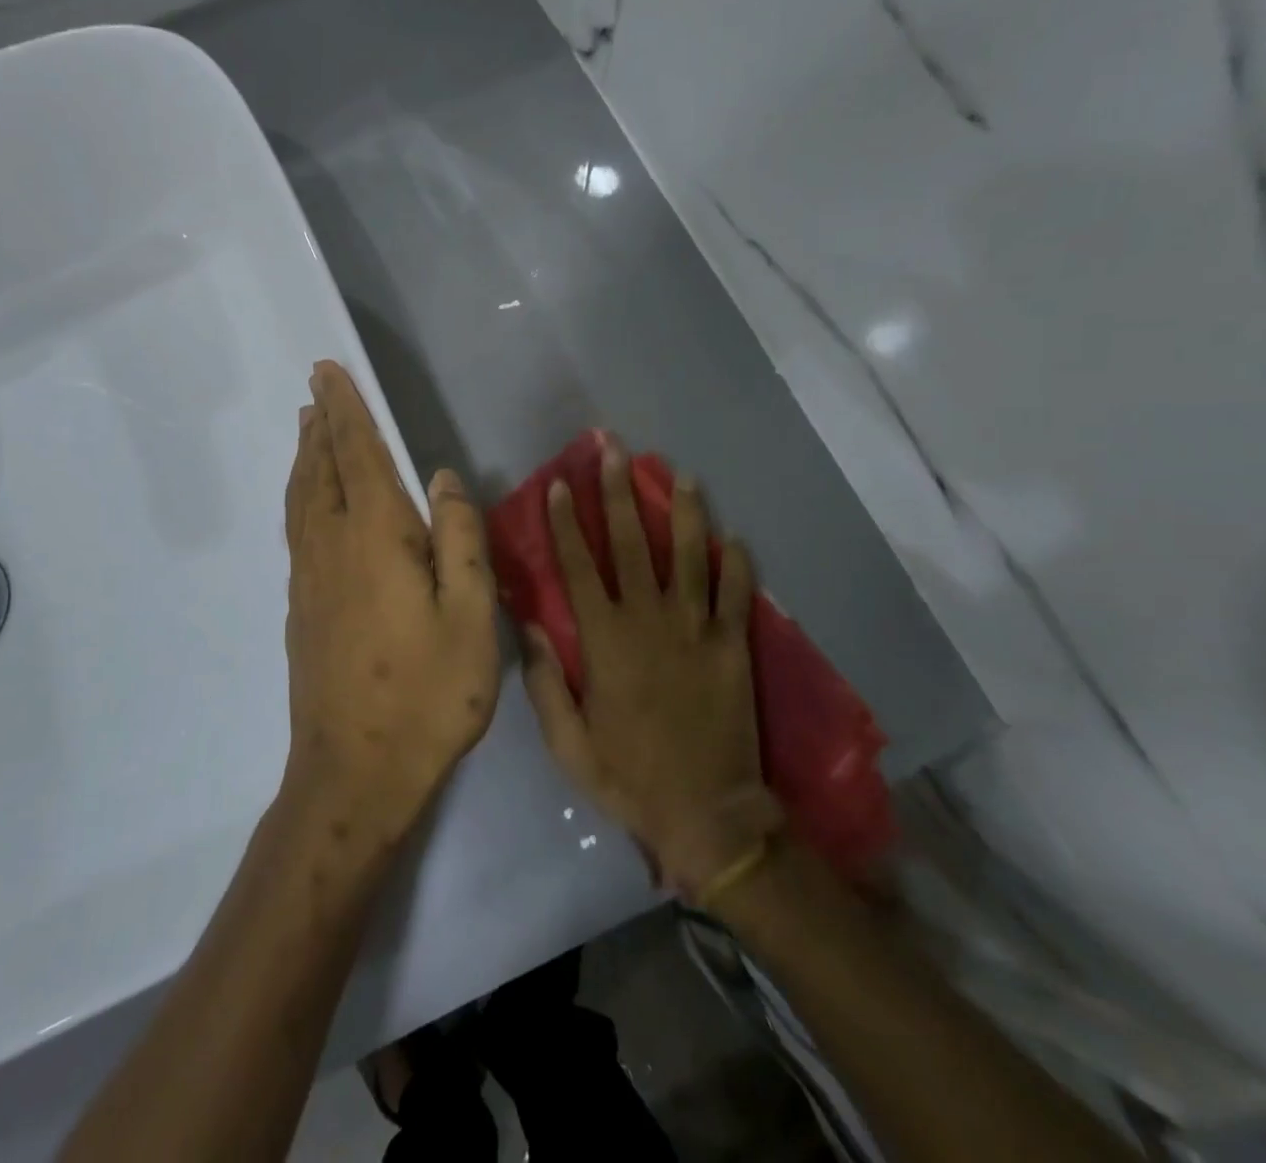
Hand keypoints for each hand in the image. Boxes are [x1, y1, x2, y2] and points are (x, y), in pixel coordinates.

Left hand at [282, 361, 499, 847]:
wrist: (354, 772)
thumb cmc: (426, 695)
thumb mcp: (470, 617)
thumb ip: (460, 539)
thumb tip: (441, 477)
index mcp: (376, 538)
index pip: (357, 455)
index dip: (345, 410)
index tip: (327, 372)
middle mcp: (332, 546)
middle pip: (321, 469)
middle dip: (321, 424)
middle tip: (315, 388)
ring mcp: (309, 578)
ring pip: (302, 498)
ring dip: (306, 456)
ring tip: (306, 428)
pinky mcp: (301, 606)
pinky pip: (296, 528)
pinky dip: (300, 495)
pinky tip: (307, 501)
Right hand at [521, 440, 783, 899]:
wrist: (708, 815)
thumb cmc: (628, 777)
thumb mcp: (567, 742)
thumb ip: (545, 681)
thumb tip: (528, 624)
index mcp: (604, 640)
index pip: (578, 566)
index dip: (566, 522)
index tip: (560, 484)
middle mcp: (648, 620)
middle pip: (630, 543)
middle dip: (618, 492)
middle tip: (614, 450)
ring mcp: (697, 629)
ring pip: (689, 556)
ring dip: (683, 512)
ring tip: (681, 475)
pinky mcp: (734, 646)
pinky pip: (736, 594)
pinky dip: (737, 564)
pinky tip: (734, 537)